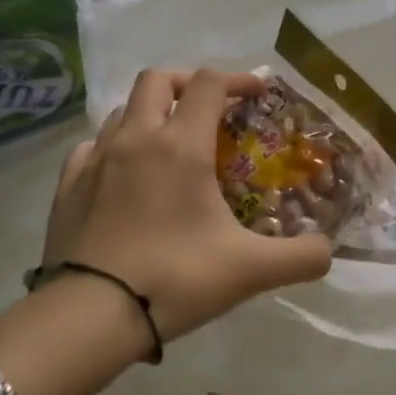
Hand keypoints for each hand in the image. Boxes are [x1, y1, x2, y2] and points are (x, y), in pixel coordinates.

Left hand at [40, 69, 333, 342]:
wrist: (90, 314)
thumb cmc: (175, 279)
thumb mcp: (250, 270)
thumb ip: (301, 257)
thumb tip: (328, 251)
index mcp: (180, 146)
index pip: (208, 84)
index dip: (237, 80)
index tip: (256, 95)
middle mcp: (135, 139)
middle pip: (158, 80)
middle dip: (188, 83)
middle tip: (210, 109)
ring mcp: (94, 160)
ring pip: (123, 111)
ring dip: (150, 114)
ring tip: (170, 145)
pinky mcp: (67, 186)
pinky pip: (92, 146)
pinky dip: (115, 146)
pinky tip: (123, 175)